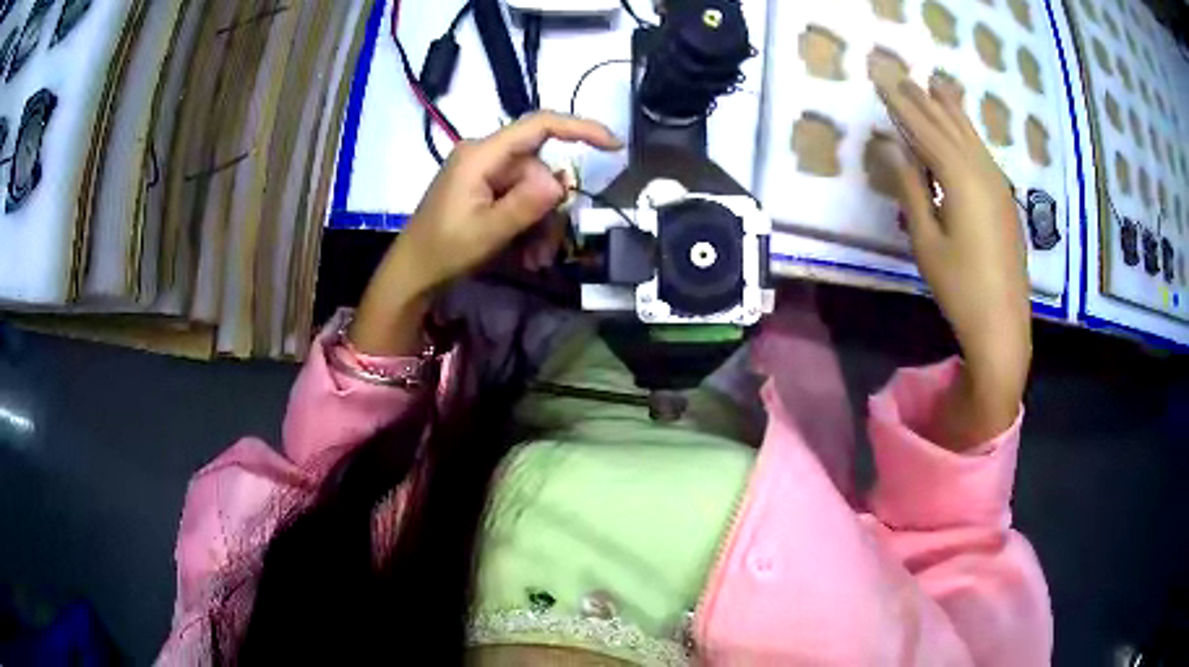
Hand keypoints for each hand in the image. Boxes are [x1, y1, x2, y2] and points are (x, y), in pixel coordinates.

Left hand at [350, 112, 621, 355]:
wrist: (412, 273)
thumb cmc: (443, 251)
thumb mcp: (488, 232)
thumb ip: (525, 204)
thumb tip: (560, 182)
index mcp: (482, 154)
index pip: (540, 125)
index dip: (581, 129)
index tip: (614, 147)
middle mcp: (485, 155)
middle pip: (540, 169)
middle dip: (551, 209)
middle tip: (548, 250)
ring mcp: (484, 173)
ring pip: (533, 189)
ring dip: (540, 224)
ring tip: (535, 260)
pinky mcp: (483, 189)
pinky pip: (518, 199)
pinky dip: (527, 225)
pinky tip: (526, 255)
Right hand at [869, 53, 1030, 447]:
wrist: (1003, 325)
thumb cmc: (960, 287)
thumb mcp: (926, 240)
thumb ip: (910, 188)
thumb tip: (890, 147)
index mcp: (960, 178)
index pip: (923, 128)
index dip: (899, 100)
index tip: (879, 74)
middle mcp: (982, 171)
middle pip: (948, 125)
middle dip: (923, 97)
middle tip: (900, 71)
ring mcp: (998, 185)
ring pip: (970, 135)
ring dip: (950, 109)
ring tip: (936, 84)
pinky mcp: (1004, 200)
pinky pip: (982, 153)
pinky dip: (967, 134)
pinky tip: (962, 130)